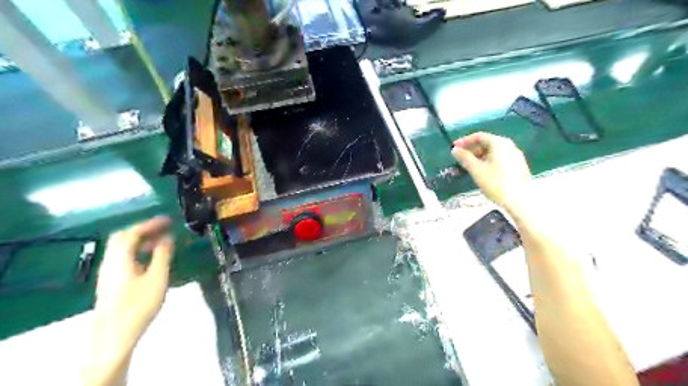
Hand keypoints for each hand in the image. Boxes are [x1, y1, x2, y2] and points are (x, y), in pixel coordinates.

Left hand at [93, 215, 174, 354]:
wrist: (114, 335)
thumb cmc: (139, 304)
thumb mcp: (157, 277)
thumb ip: (162, 255)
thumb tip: (167, 238)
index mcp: (120, 258)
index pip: (132, 233)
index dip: (150, 224)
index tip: (168, 220)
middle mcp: (110, 261)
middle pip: (123, 238)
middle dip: (143, 229)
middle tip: (163, 228)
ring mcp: (108, 272)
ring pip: (122, 248)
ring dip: (141, 240)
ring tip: (161, 241)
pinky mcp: (111, 282)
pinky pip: (123, 258)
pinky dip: (137, 251)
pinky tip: (150, 259)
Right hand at [453, 131, 529, 209]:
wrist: (521, 201)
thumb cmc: (496, 183)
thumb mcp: (477, 170)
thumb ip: (465, 158)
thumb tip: (455, 150)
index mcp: (499, 143)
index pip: (479, 136)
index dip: (464, 141)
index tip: (454, 148)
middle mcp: (508, 146)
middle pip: (486, 143)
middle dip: (471, 150)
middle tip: (460, 159)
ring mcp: (514, 155)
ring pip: (492, 151)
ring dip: (478, 156)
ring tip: (468, 167)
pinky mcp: (517, 165)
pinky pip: (499, 158)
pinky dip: (487, 161)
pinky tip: (482, 172)